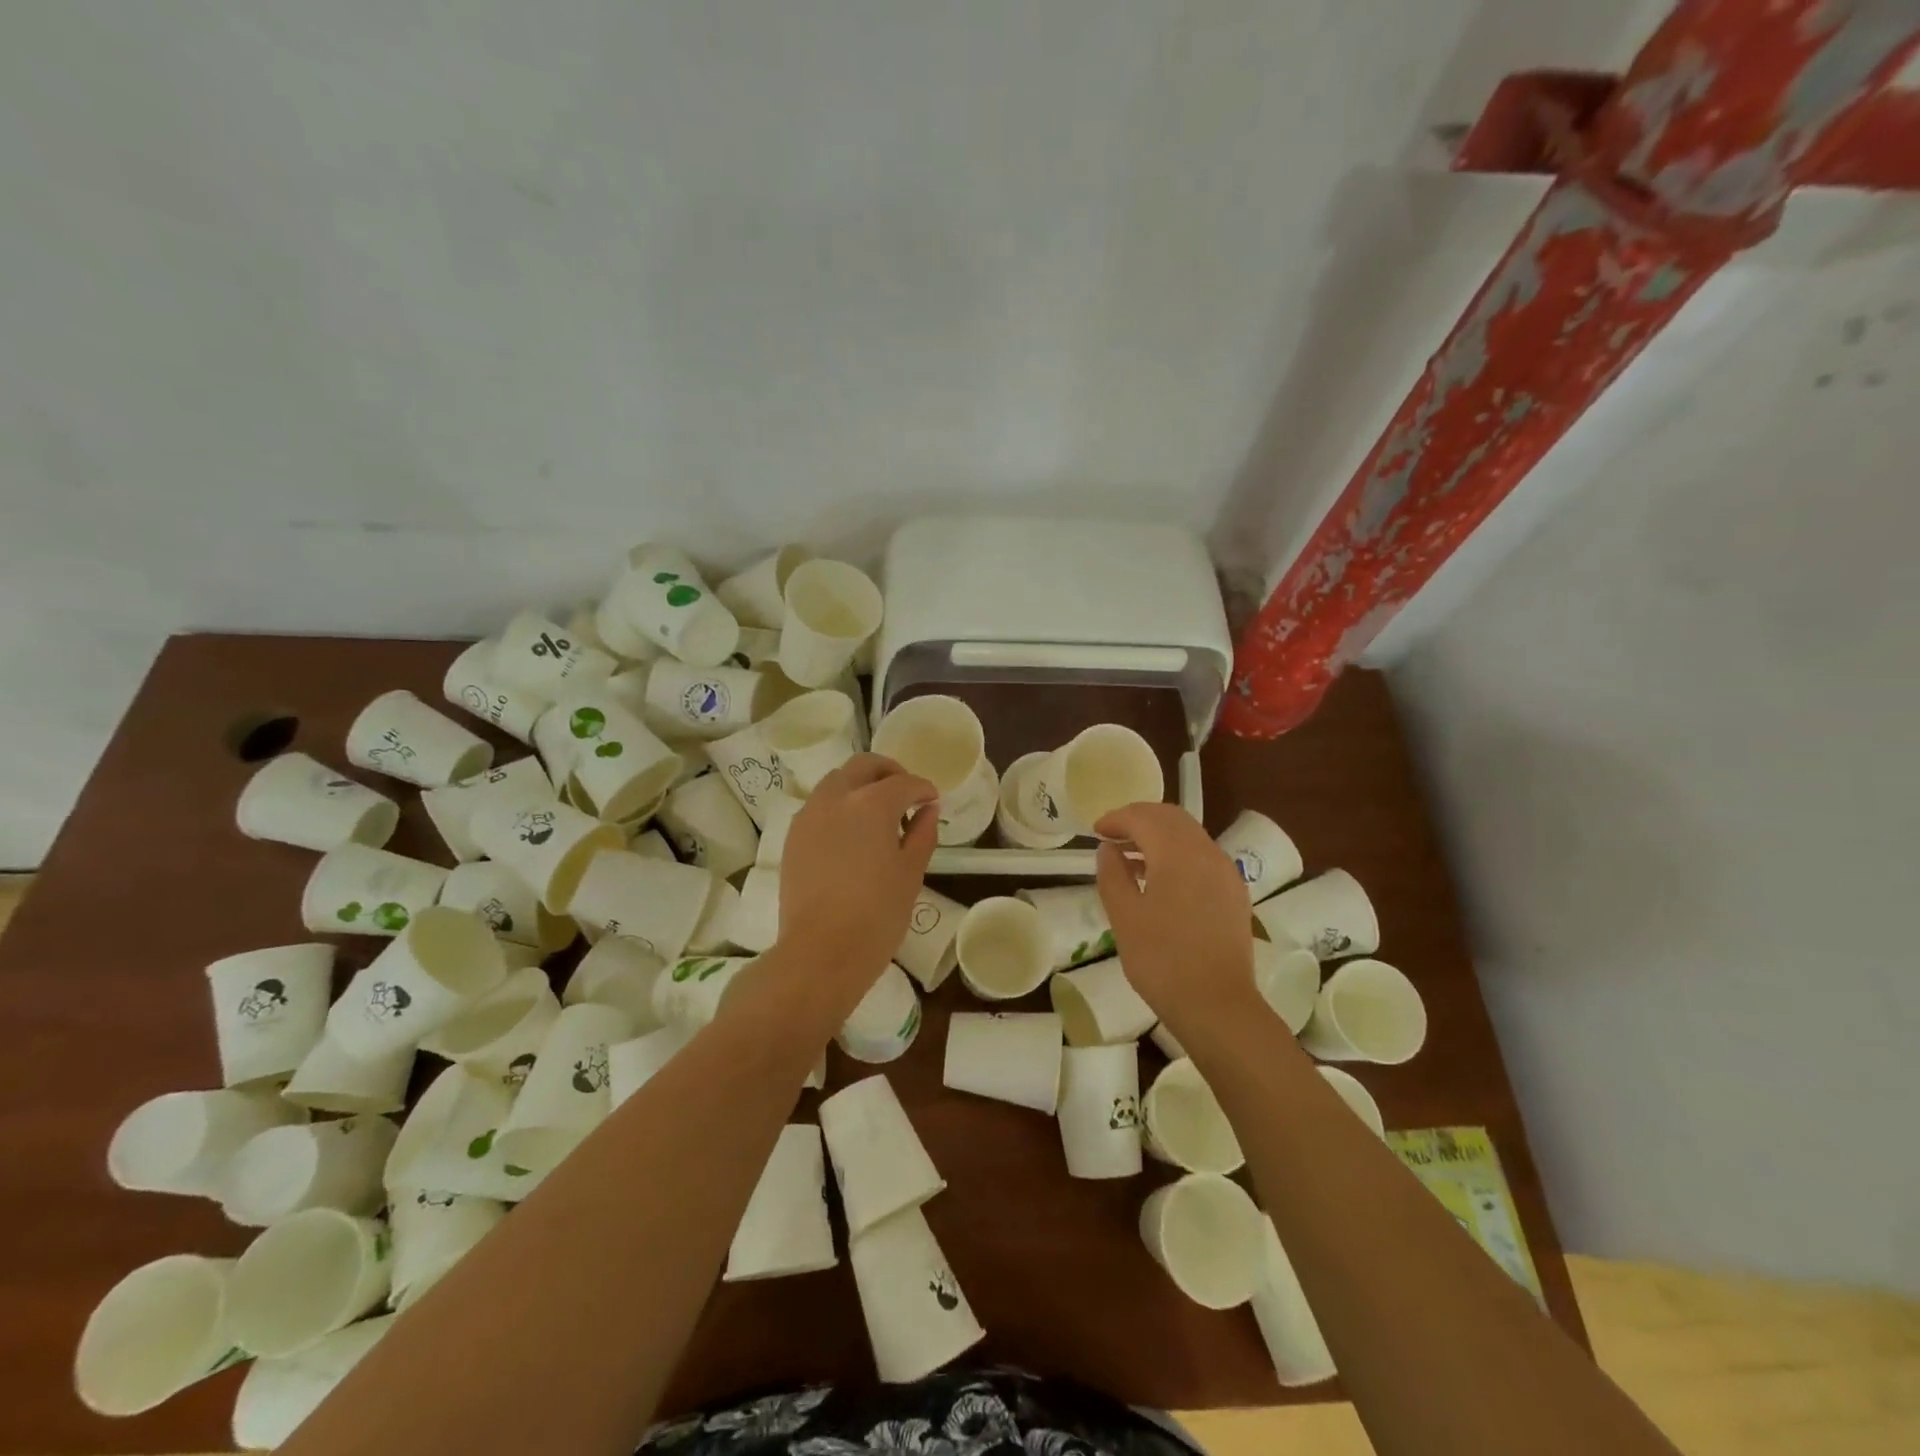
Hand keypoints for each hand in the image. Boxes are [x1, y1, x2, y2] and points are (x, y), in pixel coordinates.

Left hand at [778, 754, 937, 986]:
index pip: (904, 783)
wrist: (821, 951)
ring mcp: (809, 815)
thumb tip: (928, 810)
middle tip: (907, 795)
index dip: (923, 789)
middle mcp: (836, 798)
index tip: (933, 801)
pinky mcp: (793, 837)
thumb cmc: (877, 914)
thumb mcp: (911, 873)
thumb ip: (922, 833)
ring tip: (878, 815)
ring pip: (837, 781)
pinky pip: (819, 805)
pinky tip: (852, 833)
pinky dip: (840, 805)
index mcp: (871, 803)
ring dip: (861, 786)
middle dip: (889, 773)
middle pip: (864, 766)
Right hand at [1093, 802, 1259, 1038]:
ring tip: (1129, 857)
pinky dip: (1176, 853)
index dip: (1117, 818)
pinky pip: (1202, 856)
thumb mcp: (1124, 916)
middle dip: (1139, 819)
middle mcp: (1207, 853)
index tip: (1095, 830)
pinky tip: (1158, 879)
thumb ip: (1112, 874)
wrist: (1217, 1006)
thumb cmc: (1162, 960)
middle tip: (1111, 835)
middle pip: (1171, 818)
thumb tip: (1108, 848)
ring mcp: (1225, 873)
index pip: (1144, 818)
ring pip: (1189, 835)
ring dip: (1158, 835)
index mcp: (1178, 854)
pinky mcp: (1233, 893)